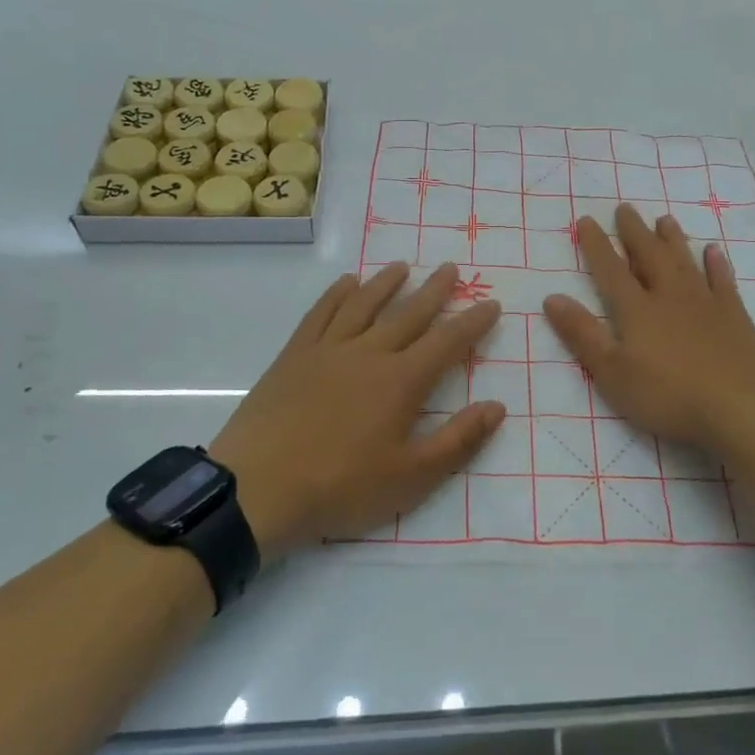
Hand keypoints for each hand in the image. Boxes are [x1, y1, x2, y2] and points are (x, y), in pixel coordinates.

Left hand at [211, 262, 503, 557]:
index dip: (472, 322)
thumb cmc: (340, 487)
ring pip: (364, 305)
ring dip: (386, 283)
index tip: (491, 303)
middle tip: (451, 268)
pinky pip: (320, 314)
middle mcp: (369, 353)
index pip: (447, 342)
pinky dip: (336, 294)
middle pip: (408, 314)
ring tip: (403, 266)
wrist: (257, 488)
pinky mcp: (294, 356)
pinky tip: (346, 283)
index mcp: (401, 381)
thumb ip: (458, 440)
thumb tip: (498, 406)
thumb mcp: (411, 477)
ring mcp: (327, 350)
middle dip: (434, 291)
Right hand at [543, 206, 754, 449]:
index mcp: (637, 310)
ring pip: (685, 262)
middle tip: (625, 208)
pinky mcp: (734, 317)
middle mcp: (670, 296)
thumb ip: (583, 334)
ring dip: (672, 240)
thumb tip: (552, 298)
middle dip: (634, 232)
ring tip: (664, 220)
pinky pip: (722, 281)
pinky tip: (713, 252)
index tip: (586, 220)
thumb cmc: (668, 395)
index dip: (596, 245)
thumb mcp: (612, 373)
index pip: (611, 270)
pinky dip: (716, 264)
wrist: (739, 406)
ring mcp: (706, 303)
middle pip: (649, 256)